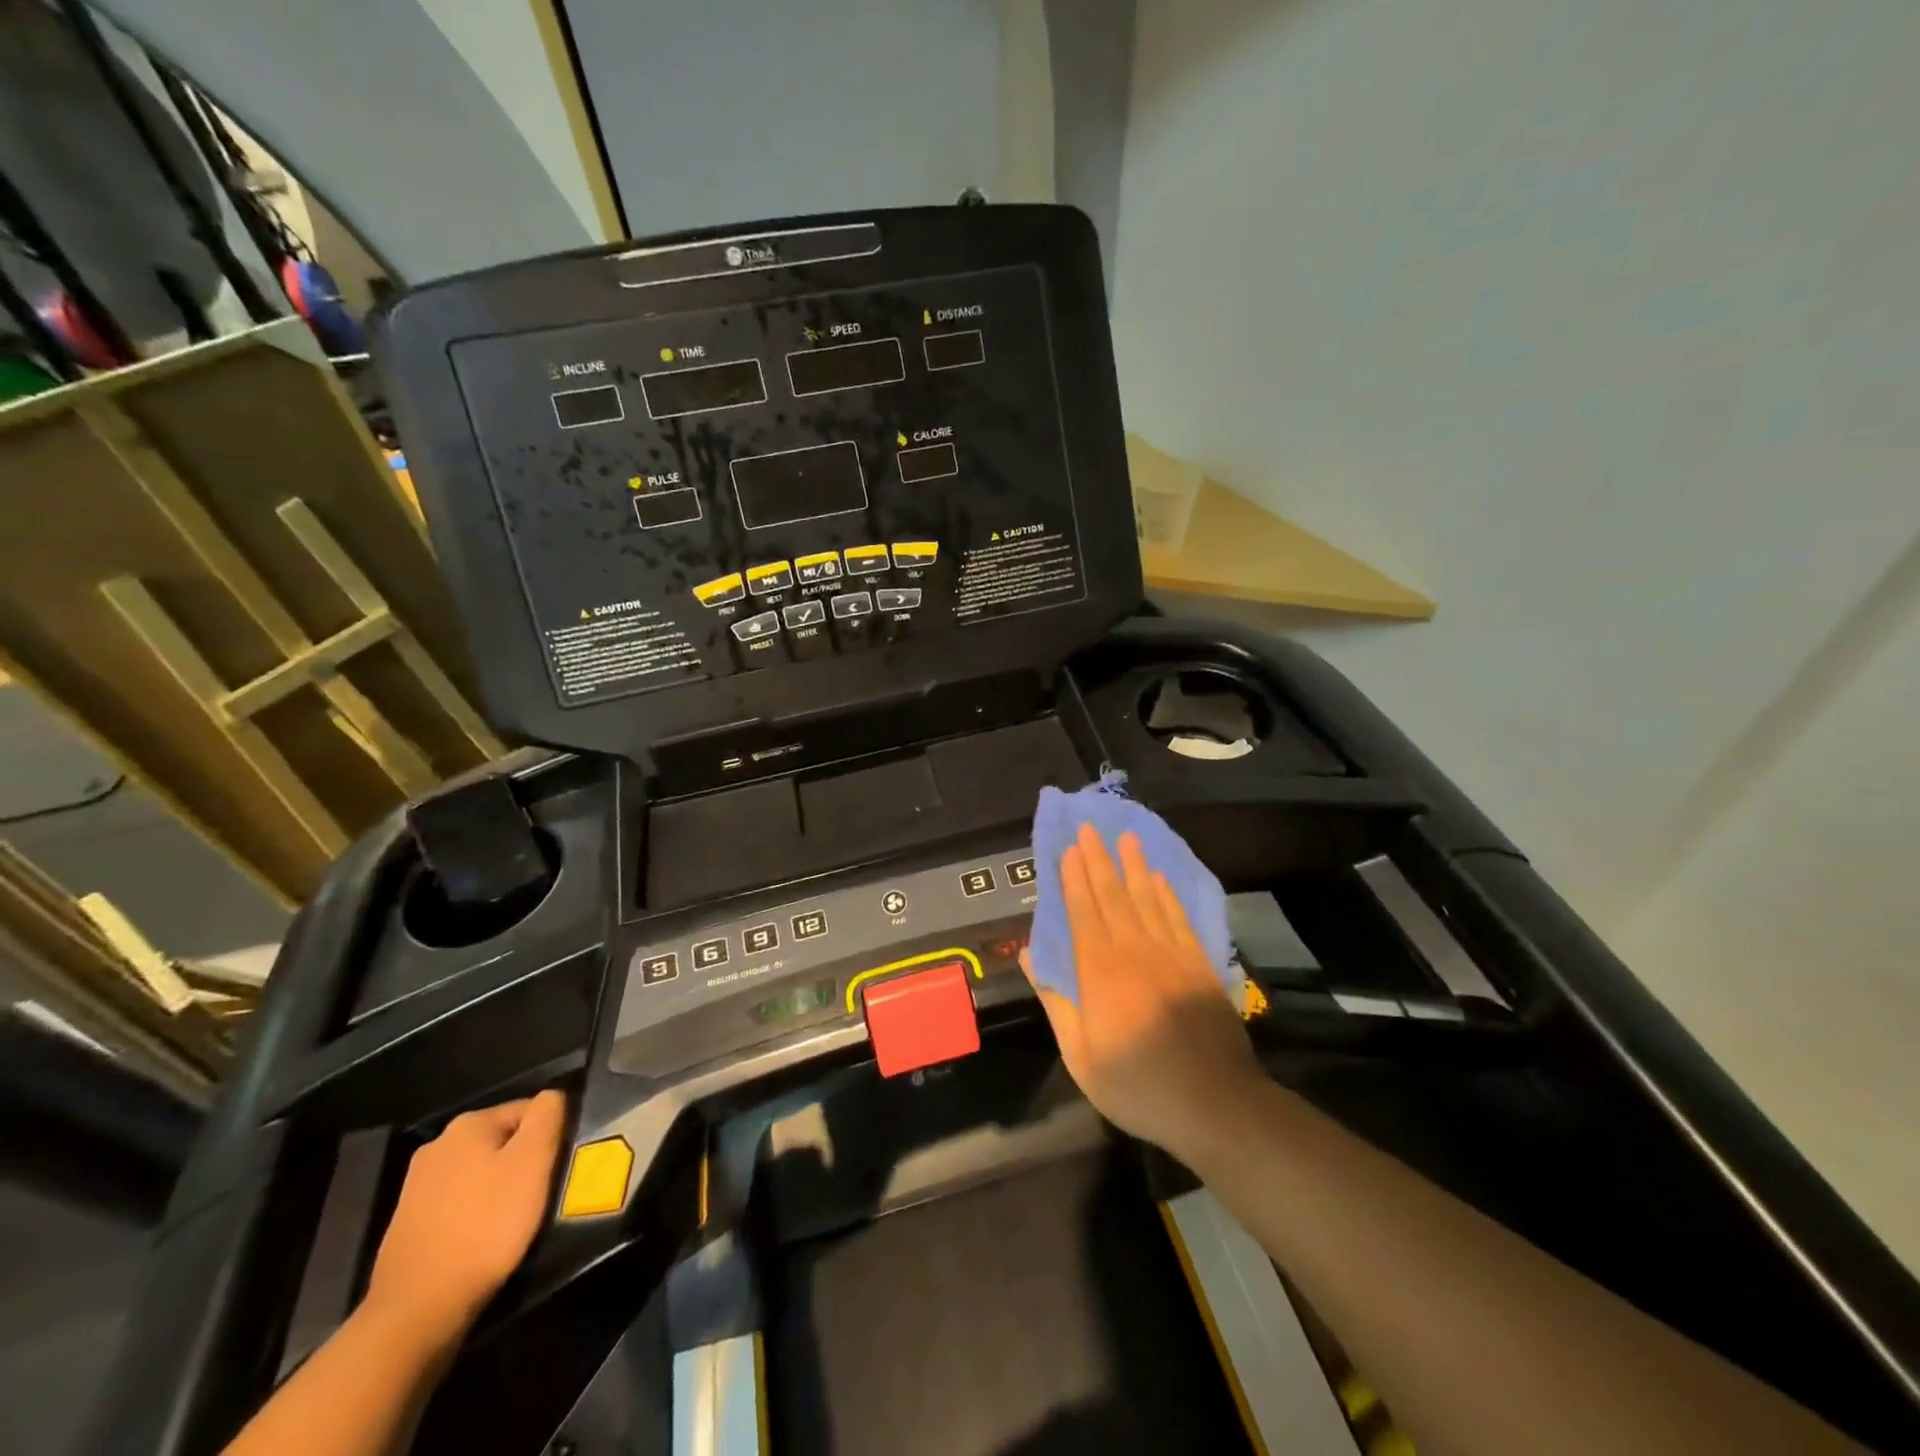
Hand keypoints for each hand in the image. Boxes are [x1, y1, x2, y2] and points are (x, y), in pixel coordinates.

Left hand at [364, 1089, 567, 1343]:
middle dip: (525, 1161)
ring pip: (482, 1171)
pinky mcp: (409, 1222)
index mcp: (468, 1124)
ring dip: (502, 1187)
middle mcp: (438, 1145)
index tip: (557, 1168)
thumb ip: (548, 1115)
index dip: (551, 1135)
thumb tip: (553, 1096)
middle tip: (540, 1194)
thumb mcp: (533, 1161)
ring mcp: (417, 1185)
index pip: (530, 1110)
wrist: (417, 1310)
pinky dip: (477, 1212)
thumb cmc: (486, 1226)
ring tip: (515, 1219)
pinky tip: (484, 1238)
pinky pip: (460, 1202)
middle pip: (504, 1140)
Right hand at [1022, 825, 1261, 1159]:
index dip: (1074, 879)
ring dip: (1134, 866)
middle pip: (1113, 895)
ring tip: (1127, 837)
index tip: (1068, 849)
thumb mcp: (1081, 1056)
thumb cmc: (1138, 1085)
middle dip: (1099, 859)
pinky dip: (1167, 895)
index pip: (1083, 912)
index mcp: (1100, 972)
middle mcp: (1134, 951)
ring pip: (1147, 899)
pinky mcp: (1199, 965)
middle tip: (1090, 827)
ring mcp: (1171, 954)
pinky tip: (1159, 879)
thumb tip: (1029, 957)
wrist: (1215, 1103)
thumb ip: (1056, 1002)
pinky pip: (1178, 918)